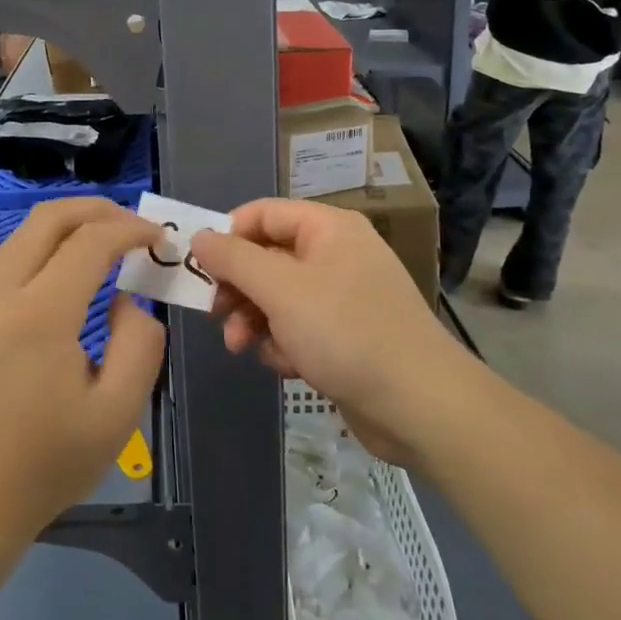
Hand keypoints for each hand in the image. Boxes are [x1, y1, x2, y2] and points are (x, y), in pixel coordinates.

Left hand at [0, 198, 165, 543]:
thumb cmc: (46, 463)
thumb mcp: (118, 414)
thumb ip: (139, 343)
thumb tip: (127, 299)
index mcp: (40, 313)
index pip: (91, 240)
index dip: (131, 229)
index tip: (159, 240)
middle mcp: (0, 291)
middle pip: (50, 217)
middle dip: (98, 210)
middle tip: (134, 227)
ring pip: (25, 233)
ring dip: (69, 226)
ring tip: (107, 246)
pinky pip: (8, 258)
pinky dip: (44, 247)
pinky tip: (66, 275)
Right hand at [192, 199, 461, 463]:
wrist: (420, 405)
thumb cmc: (345, 332)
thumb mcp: (279, 290)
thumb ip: (233, 259)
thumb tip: (200, 236)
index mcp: (327, 228)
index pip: (262, 214)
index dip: (228, 236)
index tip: (201, 269)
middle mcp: (336, 254)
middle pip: (267, 256)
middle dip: (238, 287)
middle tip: (216, 314)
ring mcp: (343, 296)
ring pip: (278, 296)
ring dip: (254, 319)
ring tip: (242, 346)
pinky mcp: (346, 335)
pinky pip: (299, 326)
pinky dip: (285, 342)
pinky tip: (287, 365)